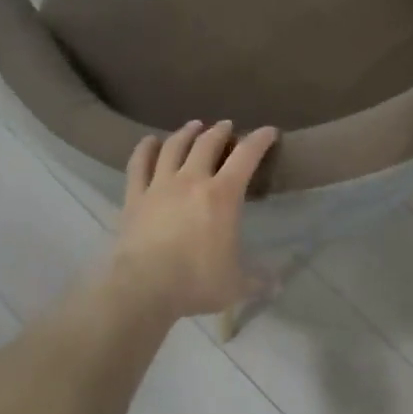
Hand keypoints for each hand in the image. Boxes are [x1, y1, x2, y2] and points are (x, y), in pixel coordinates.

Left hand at [108, 120, 277, 318]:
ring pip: (173, 147)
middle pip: (207, 144)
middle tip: (226, 127)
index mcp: (223, 195)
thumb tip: (278, 285)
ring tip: (193, 126)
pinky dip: (144, 149)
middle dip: (220, 131)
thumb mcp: (236, 285)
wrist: (143, 287)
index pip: (246, 156)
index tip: (269, 131)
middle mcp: (192, 180)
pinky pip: (138, 164)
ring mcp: (160, 185)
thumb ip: (258, 280)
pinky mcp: (134, 197)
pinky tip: (149, 141)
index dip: (259, 139)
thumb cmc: (197, 282)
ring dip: (186, 133)